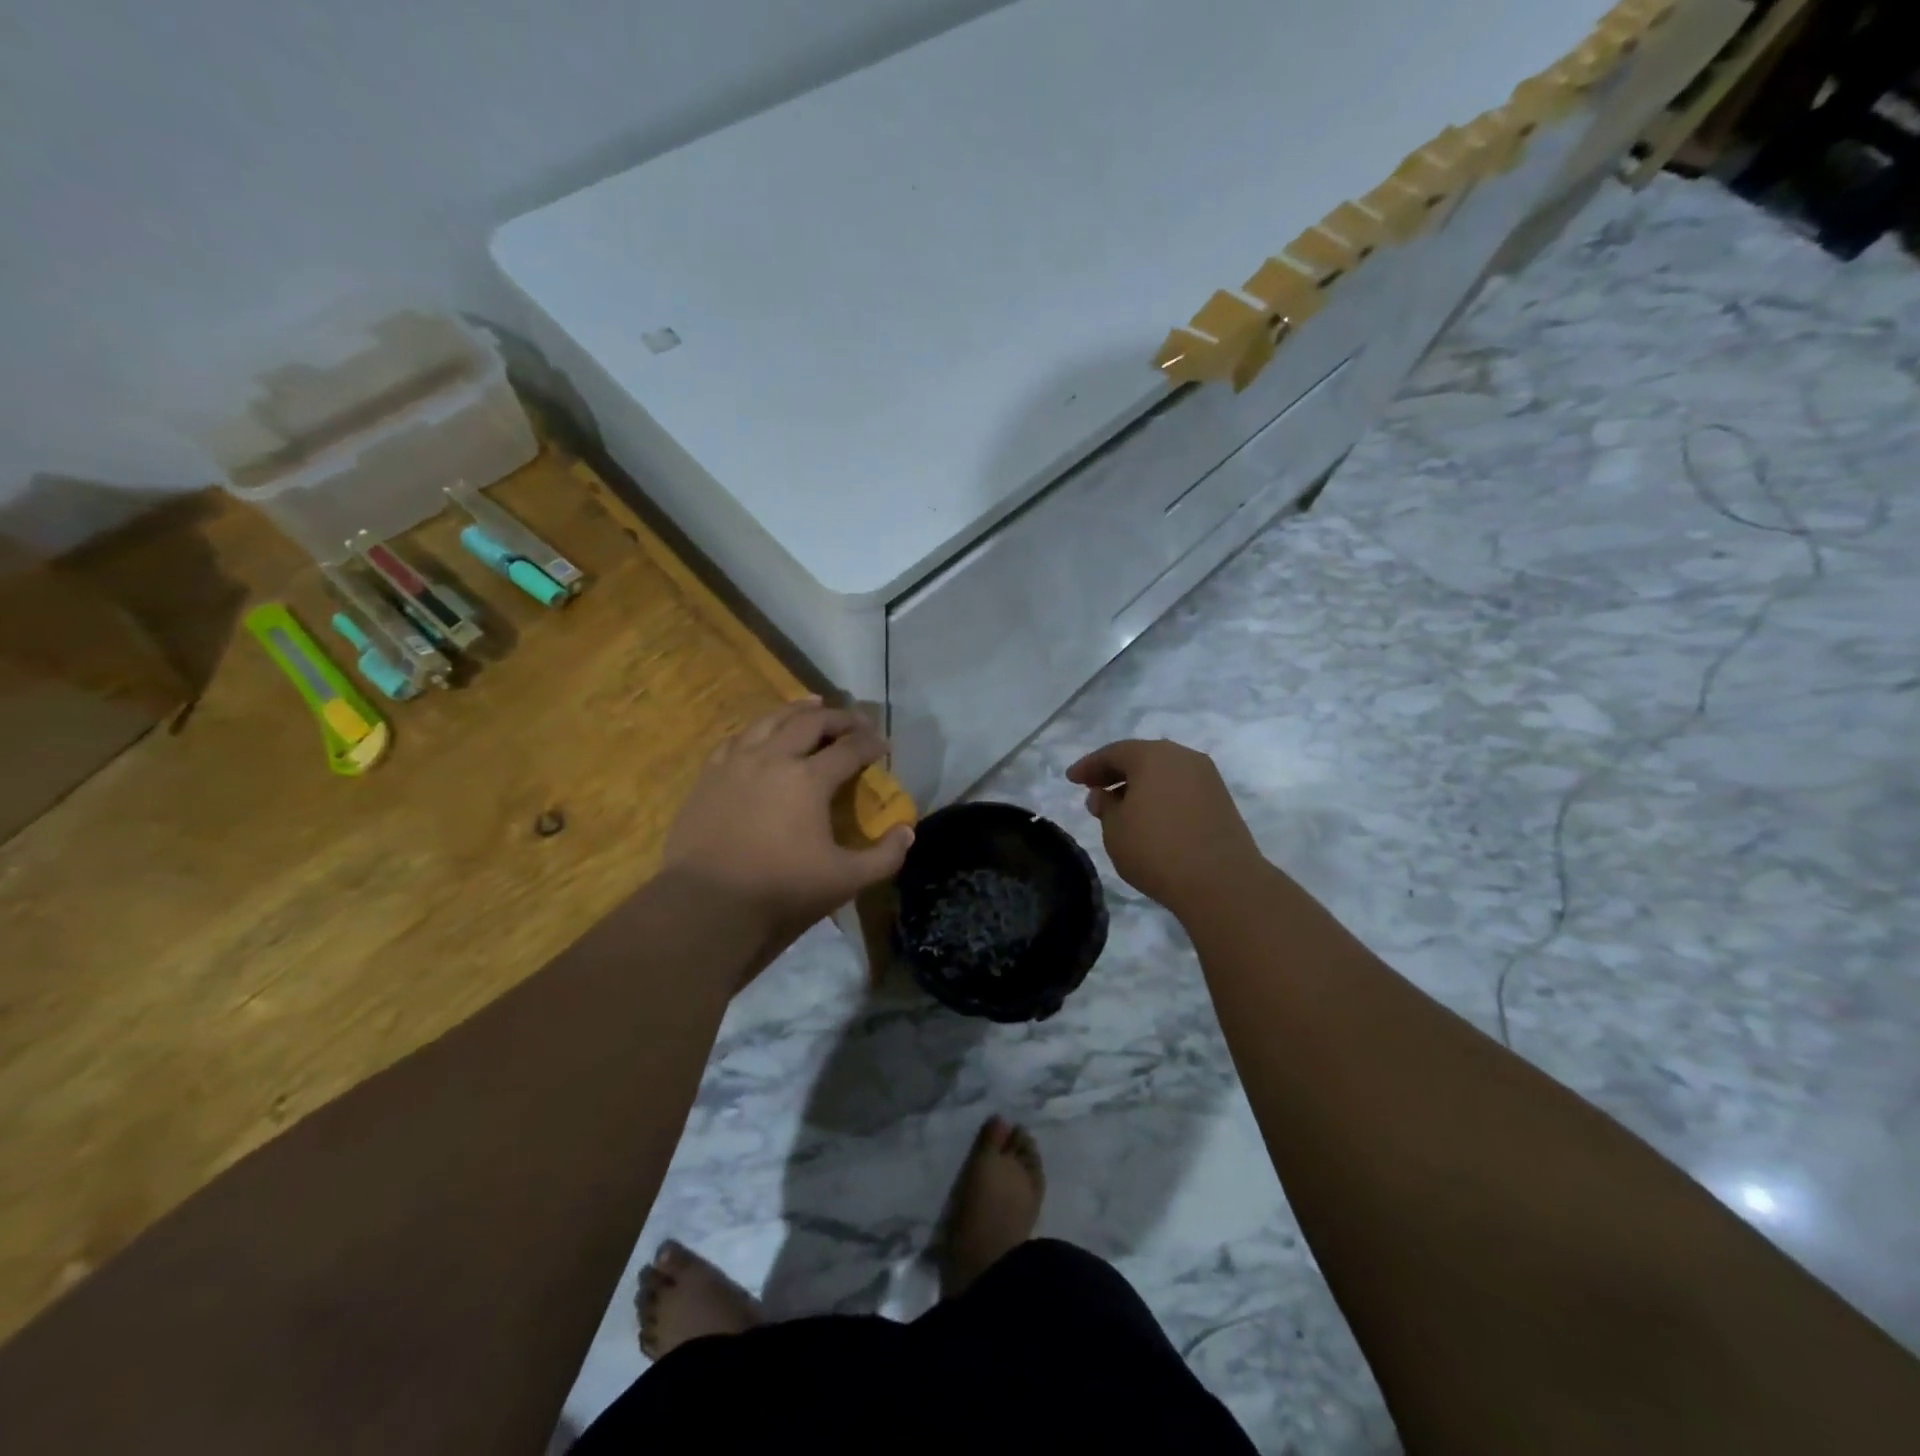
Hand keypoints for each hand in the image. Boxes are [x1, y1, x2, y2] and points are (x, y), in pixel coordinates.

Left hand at [662, 699, 913, 937]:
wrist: (707, 905)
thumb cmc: (781, 891)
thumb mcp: (845, 880)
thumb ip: (884, 856)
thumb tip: (907, 832)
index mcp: (809, 779)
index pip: (850, 749)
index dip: (871, 744)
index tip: (884, 745)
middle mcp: (773, 758)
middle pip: (811, 722)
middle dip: (839, 717)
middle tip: (856, 721)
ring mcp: (736, 763)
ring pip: (770, 720)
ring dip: (797, 710)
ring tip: (812, 705)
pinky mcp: (709, 776)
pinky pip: (737, 738)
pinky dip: (758, 729)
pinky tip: (762, 733)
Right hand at [1066, 739, 1263, 917]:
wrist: (1221, 882)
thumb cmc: (1157, 849)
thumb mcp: (1115, 830)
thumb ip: (1105, 807)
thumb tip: (1102, 795)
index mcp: (1153, 755)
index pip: (1113, 753)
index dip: (1089, 766)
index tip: (1071, 779)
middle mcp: (1183, 757)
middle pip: (1142, 758)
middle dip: (1116, 772)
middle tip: (1093, 788)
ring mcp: (1207, 778)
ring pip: (1164, 773)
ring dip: (1140, 785)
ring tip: (1120, 806)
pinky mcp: (1221, 801)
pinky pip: (1181, 788)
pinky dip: (1161, 796)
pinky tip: (1149, 817)